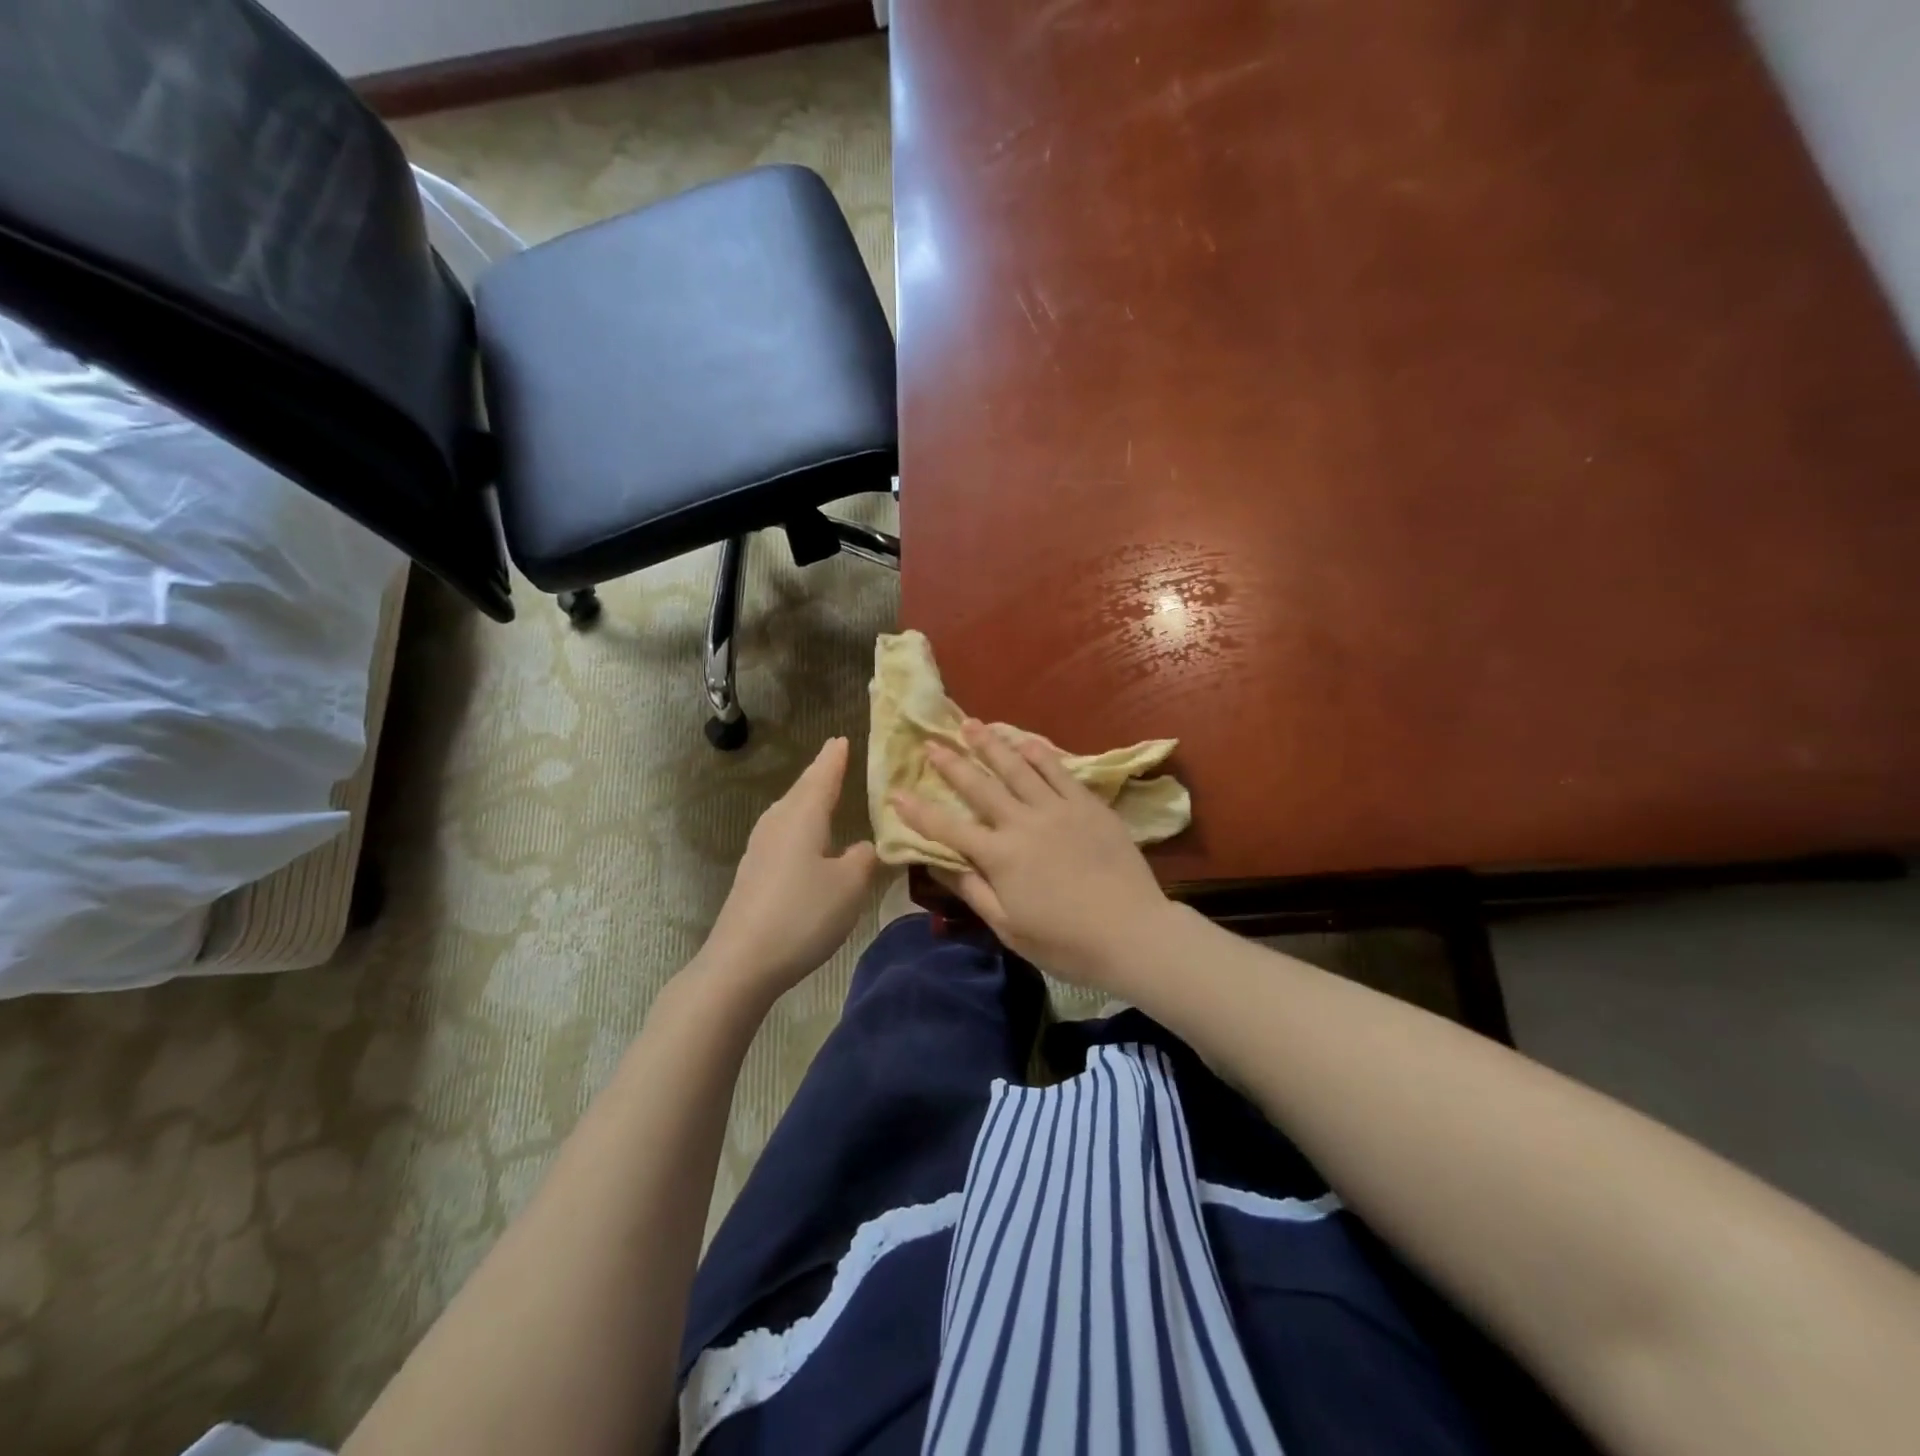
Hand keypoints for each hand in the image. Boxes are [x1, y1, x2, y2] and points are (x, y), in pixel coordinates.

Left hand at [702, 737, 877, 998]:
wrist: (742, 961)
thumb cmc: (803, 914)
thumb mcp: (850, 886)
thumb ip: (864, 859)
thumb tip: (862, 847)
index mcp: (803, 816)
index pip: (823, 776)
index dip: (835, 758)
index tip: (842, 738)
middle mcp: (778, 823)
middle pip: (801, 790)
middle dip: (820, 774)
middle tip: (835, 757)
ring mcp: (760, 848)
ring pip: (788, 811)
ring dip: (806, 798)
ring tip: (822, 792)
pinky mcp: (753, 873)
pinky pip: (782, 833)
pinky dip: (798, 824)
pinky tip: (804, 839)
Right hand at [892, 720, 1173, 989]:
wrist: (1133, 933)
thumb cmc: (1065, 942)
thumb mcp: (1008, 927)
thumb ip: (973, 890)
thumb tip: (937, 862)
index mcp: (999, 856)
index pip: (948, 828)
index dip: (918, 811)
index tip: (896, 792)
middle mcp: (1023, 823)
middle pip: (980, 786)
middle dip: (952, 763)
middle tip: (932, 742)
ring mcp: (1058, 809)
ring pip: (1018, 768)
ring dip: (992, 745)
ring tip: (972, 724)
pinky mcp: (1088, 805)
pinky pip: (1060, 771)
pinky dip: (1040, 753)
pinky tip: (1026, 741)